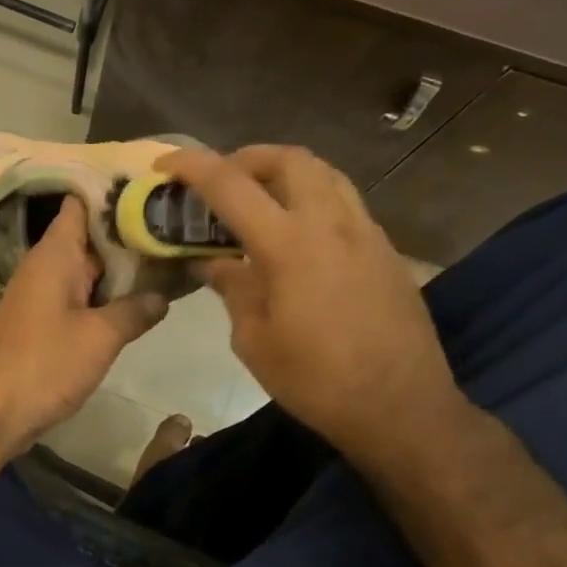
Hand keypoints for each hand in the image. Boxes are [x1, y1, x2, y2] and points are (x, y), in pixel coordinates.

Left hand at [0, 196, 167, 455]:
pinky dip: (110, 293)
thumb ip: (134, 310)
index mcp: (56, 253)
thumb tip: (162, 296)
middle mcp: (49, 264)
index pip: (82, 202)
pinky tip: (145, 296)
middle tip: (180, 224)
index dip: (115, 192)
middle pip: (92, 234)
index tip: (154, 187)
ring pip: (91, 267)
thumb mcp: (100, 336)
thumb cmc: (44, 363)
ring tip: (173, 254)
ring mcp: (47, 292)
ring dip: (124, 265)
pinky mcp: (48, 320)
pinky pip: (83, 294)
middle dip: (131, 230)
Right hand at [158, 146, 462, 463]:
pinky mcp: (385, 250)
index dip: (193, 166)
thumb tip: (210, 262)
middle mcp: (330, 224)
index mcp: (288, 245)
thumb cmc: (316, 380)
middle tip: (221, 181)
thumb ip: (232, 288)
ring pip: (324, 172)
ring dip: (284, 172)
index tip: (165, 164)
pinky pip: (344, 201)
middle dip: (246, 158)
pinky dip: (311, 198)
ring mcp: (366, 233)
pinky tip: (296, 234)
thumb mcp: (253, 339)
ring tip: (258, 198)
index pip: (231, 185)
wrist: (401, 407)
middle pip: (288, 159)